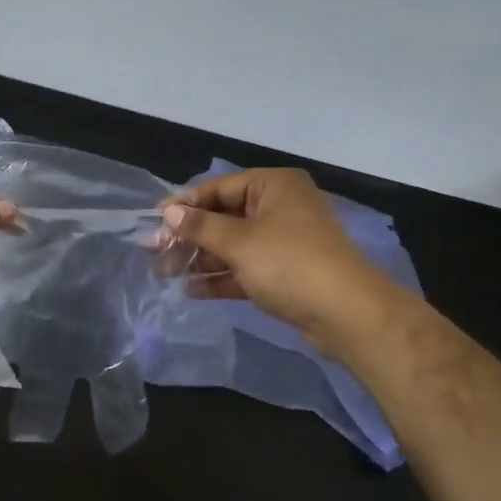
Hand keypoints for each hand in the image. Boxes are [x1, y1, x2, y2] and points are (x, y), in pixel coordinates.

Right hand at [161, 168, 391, 352]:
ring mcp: (283, 242)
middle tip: (154, 252)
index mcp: (274, 186)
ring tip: (165, 273)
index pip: (219, 188)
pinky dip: (220, 277)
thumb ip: (201, 227)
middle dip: (189, 236)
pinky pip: (244, 268)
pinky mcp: (284, 273)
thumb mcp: (239, 242)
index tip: (155, 221)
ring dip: (200, 259)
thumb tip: (170, 213)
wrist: (346, 314)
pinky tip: (191, 290)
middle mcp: (280, 208)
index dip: (185, 204)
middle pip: (224, 217)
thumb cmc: (290, 263)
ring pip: (232, 245)